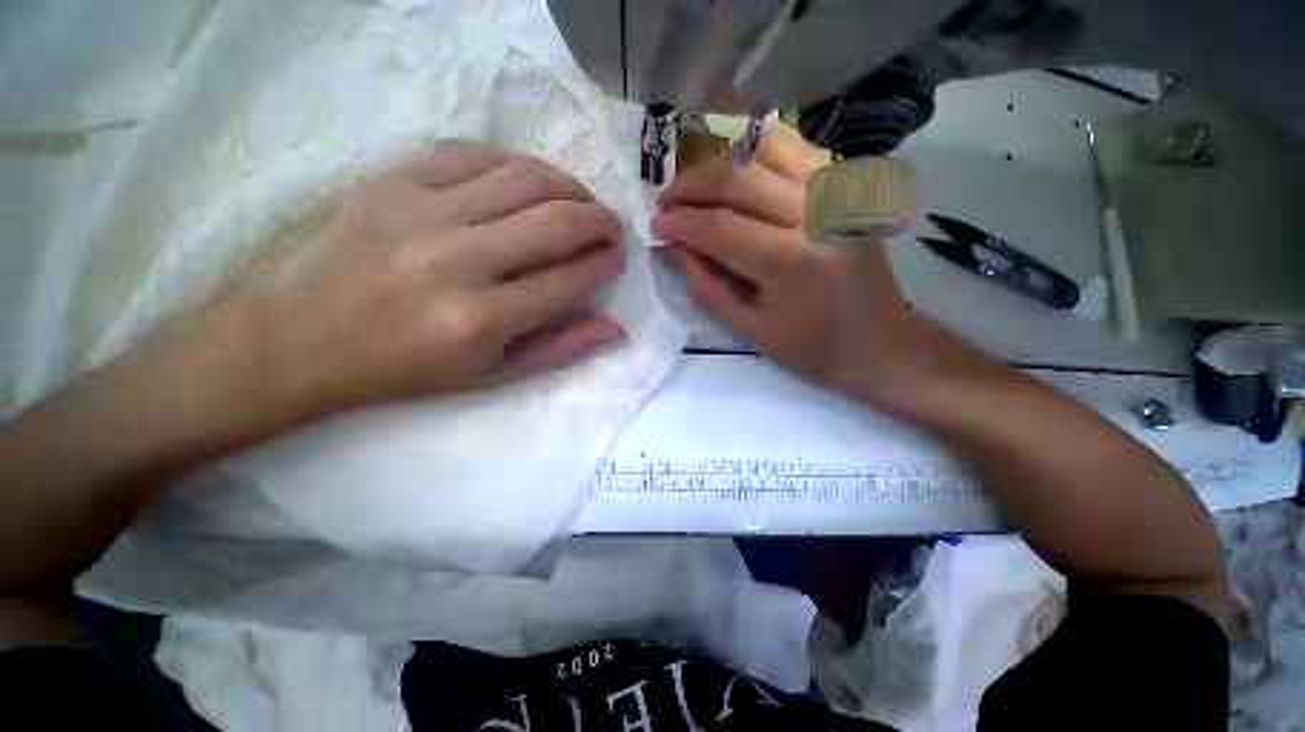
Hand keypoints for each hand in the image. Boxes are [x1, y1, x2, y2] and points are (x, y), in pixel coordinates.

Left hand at [225, 144, 626, 418]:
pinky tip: (531, 181)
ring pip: (523, 178)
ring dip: (569, 186)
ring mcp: (418, 211)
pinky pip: (473, 154)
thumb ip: (559, 349)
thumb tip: (616, 329)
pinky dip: (516, 165)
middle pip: (556, 222)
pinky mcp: (389, 180)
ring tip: (580, 201)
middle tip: (610, 226)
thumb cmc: (402, 369)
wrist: (294, 339)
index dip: (605, 264)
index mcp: (480, 321)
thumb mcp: (490, 376)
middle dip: (600, 221)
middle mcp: (456, 261)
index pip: (569, 279)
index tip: (616, 258)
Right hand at [651, 129, 925, 405]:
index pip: (719, 226)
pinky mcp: (848, 187)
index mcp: (791, 262)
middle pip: (738, 177)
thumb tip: (673, 243)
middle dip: (690, 186)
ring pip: (766, 149)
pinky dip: (759, 154)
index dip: (679, 223)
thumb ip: (705, 283)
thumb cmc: (809, 347)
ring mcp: (838, 193)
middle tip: (666, 203)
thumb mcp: (746, 327)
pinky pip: (797, 149)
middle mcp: (817, 214)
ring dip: (721, 165)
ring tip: (700, 190)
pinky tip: (741, 177)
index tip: (654, 226)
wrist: (878, 343)